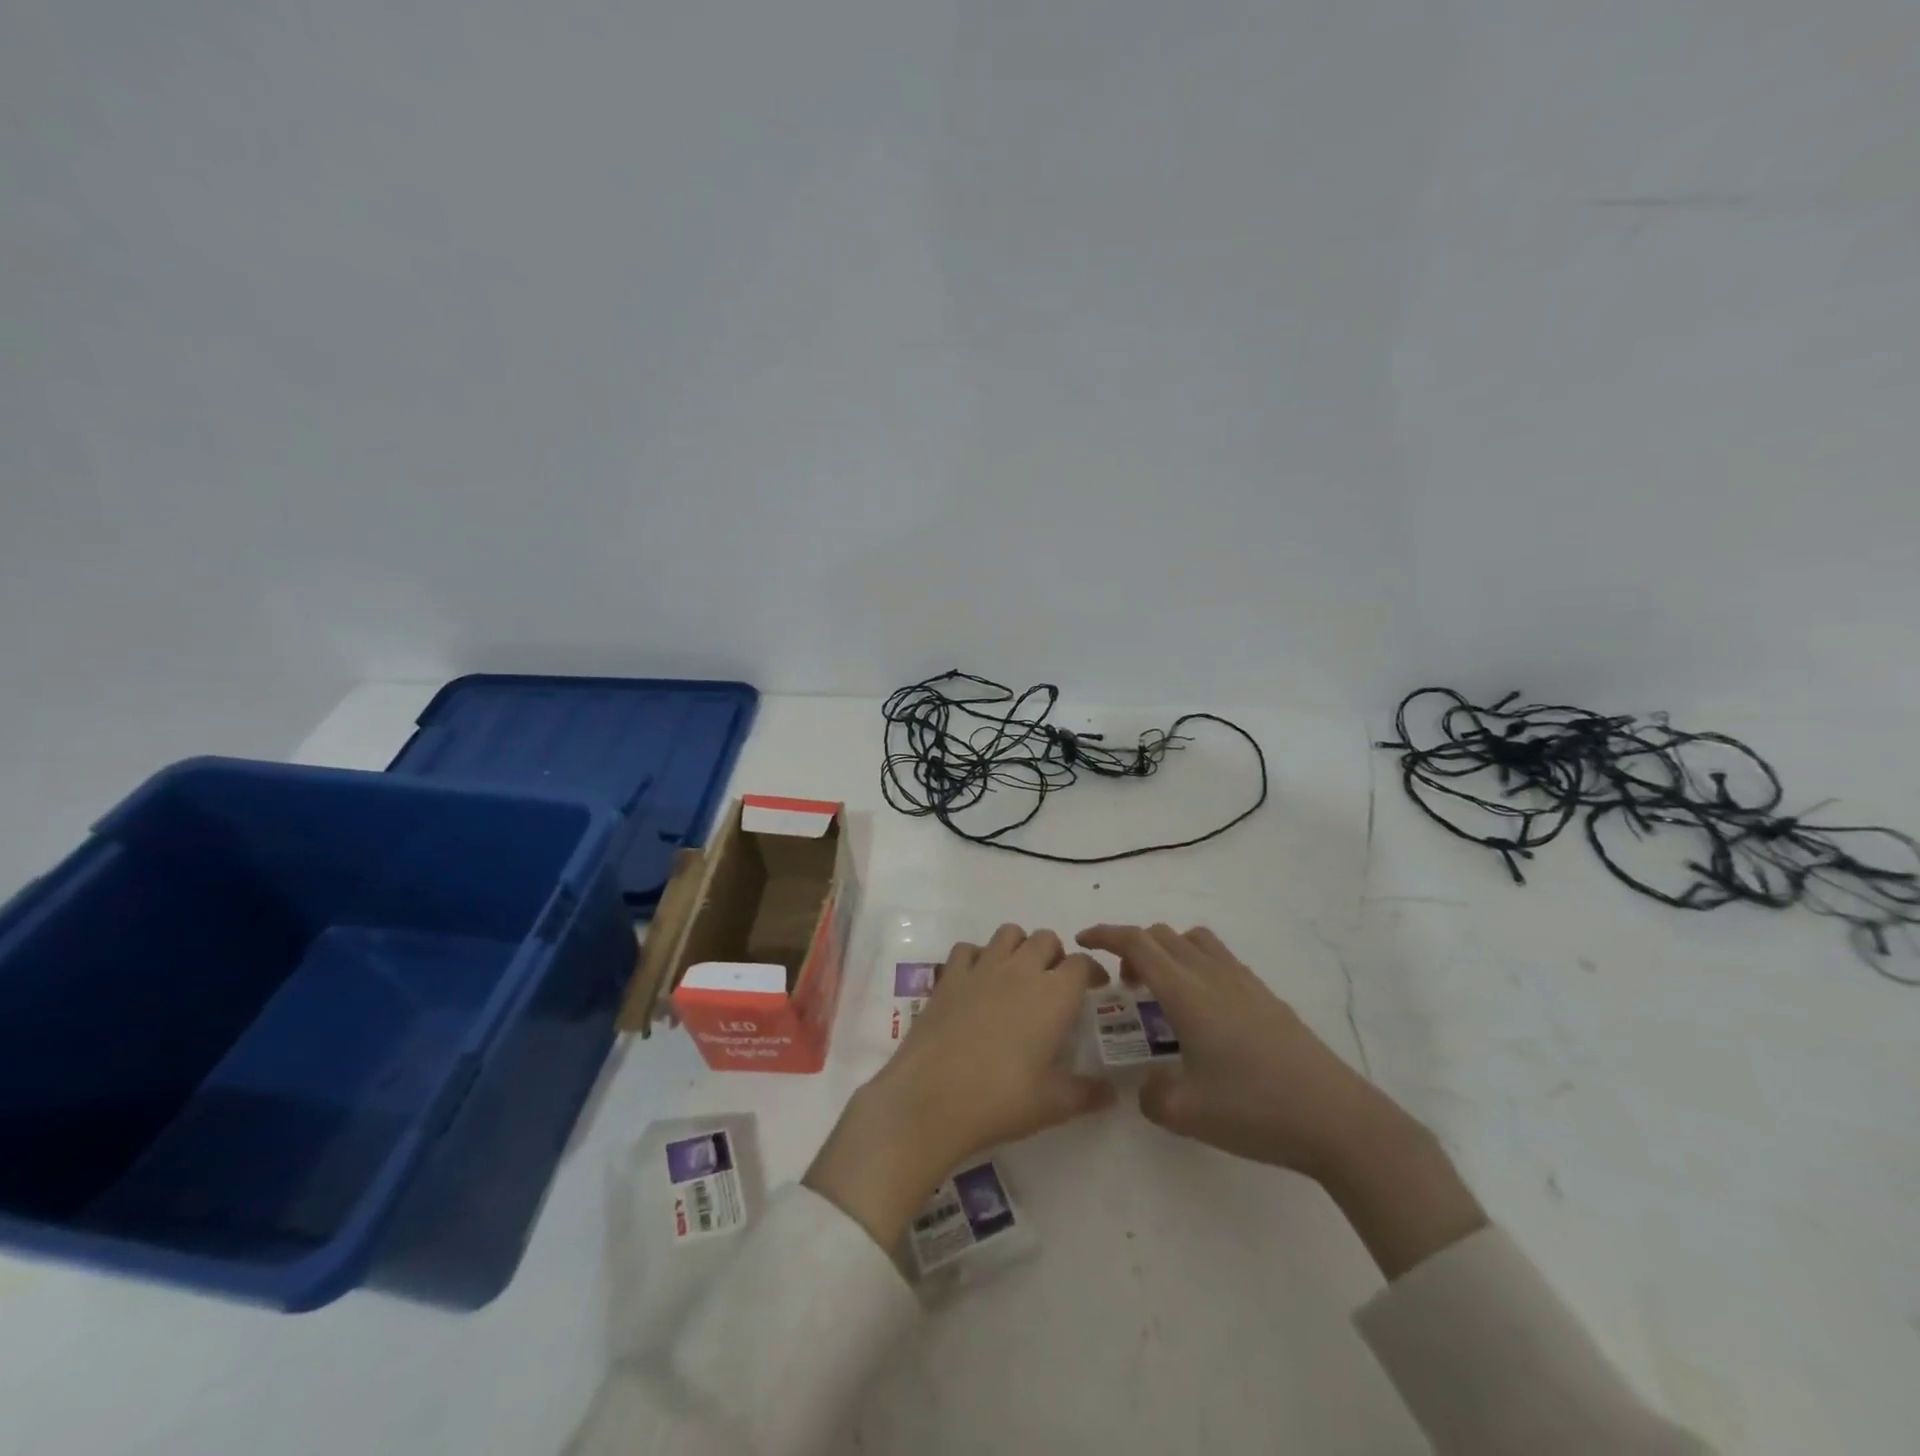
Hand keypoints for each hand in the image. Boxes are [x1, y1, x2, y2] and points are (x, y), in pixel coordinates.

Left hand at [805, 925, 1114, 1250]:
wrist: (931, 1097)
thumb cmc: (1001, 1099)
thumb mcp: (1053, 1104)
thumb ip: (1086, 1094)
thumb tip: (1111, 1093)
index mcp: (1054, 995)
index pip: (1082, 963)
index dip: (1091, 971)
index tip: (1094, 987)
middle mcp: (1021, 970)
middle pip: (1046, 939)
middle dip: (1055, 954)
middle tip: (1054, 983)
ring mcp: (982, 968)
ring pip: (1008, 933)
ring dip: (1019, 946)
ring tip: (1018, 975)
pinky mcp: (950, 976)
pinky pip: (968, 948)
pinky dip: (978, 956)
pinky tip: (977, 981)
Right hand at [1076, 923, 1485, 1278]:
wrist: (1338, 1120)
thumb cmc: (1255, 1110)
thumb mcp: (1186, 1114)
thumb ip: (1151, 1096)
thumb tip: (1147, 1086)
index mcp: (1187, 993)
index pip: (1137, 943)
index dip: (1105, 933)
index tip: (1082, 939)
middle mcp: (1213, 975)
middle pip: (1163, 935)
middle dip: (1133, 949)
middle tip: (1126, 988)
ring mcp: (1244, 982)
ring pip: (1194, 940)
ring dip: (1168, 952)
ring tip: (1164, 994)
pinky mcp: (1267, 996)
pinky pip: (1219, 959)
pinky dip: (1196, 966)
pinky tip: (1204, 1013)